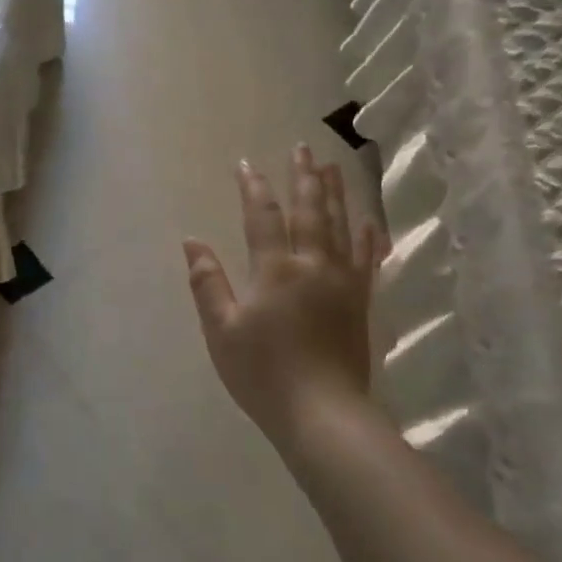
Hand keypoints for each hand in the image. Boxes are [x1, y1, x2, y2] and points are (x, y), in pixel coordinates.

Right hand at [184, 145, 383, 447]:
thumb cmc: (263, 373)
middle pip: (309, 211)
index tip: (246, 163)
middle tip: (302, 148)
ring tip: (332, 166)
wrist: (322, 413)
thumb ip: (207, 283)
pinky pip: (366, 260)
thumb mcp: (222, 330)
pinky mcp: (360, 303)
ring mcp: (342, 283)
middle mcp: (313, 266)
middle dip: (303, 178)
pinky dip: (367, 237)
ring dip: (335, 194)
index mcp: (275, 270)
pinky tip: (369, 222)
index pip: (262, 217)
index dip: (253, 188)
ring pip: (341, 226)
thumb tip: (193, 242)